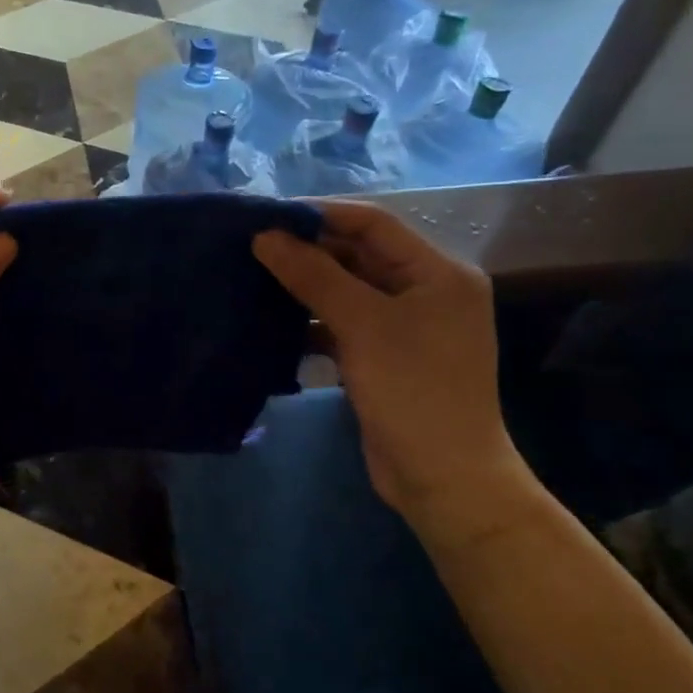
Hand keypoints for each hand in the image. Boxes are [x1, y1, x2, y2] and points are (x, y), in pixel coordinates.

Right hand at [254, 200, 525, 516]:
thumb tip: (265, 236)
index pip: (372, 224)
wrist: (442, 477)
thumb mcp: (362, 325)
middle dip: (306, 250)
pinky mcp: (383, 356)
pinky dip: (309, 321)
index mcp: (437, 272)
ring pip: (345, 290)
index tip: (265, 217)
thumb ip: (313, 275)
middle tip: (250, 248)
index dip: (319, 214)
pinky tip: (271, 323)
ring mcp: (404, 326)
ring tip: (251, 278)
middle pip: (358, 255)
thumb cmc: (412, 390)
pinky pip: (341, 323)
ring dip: (303, 285)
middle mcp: (425, 291)